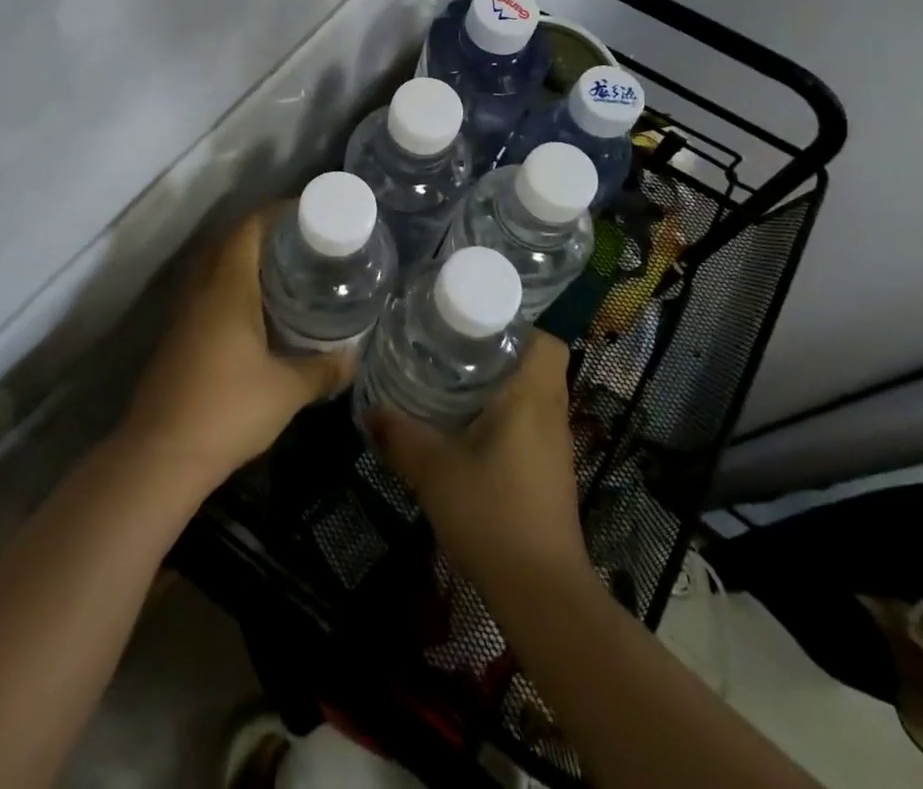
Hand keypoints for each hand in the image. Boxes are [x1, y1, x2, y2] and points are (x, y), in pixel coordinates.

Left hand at [122, 206, 352, 490]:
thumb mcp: (287, 390)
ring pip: (216, 268)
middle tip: (304, 241)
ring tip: (285, 270)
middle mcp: (202, 290)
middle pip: (231, 242)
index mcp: (228, 287)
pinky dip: (233, 286)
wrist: (161, 455)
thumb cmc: (228, 410)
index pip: (249, 228)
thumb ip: (323, 370)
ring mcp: (185, 313)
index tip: (308, 213)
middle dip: (265, 233)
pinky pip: (208, 293)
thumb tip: (353, 356)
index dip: (277, 213)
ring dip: (246, 260)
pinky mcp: (178, 337)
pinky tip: (256, 311)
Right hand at [368, 334, 589, 584]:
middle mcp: (551, 414)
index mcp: (532, 397)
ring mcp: (554, 447)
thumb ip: (399, 435)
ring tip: (452, 383)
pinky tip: (466, 432)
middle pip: (536, 365)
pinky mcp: (549, 474)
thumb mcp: (434, 470)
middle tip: (452, 350)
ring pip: (532, 396)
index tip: (476, 327)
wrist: (541, 593)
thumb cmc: (492, 514)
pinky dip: (504, 418)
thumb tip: (368, 411)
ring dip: (500, 387)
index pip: (545, 342)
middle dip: (498, 354)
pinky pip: (530, 425)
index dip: (517, 328)